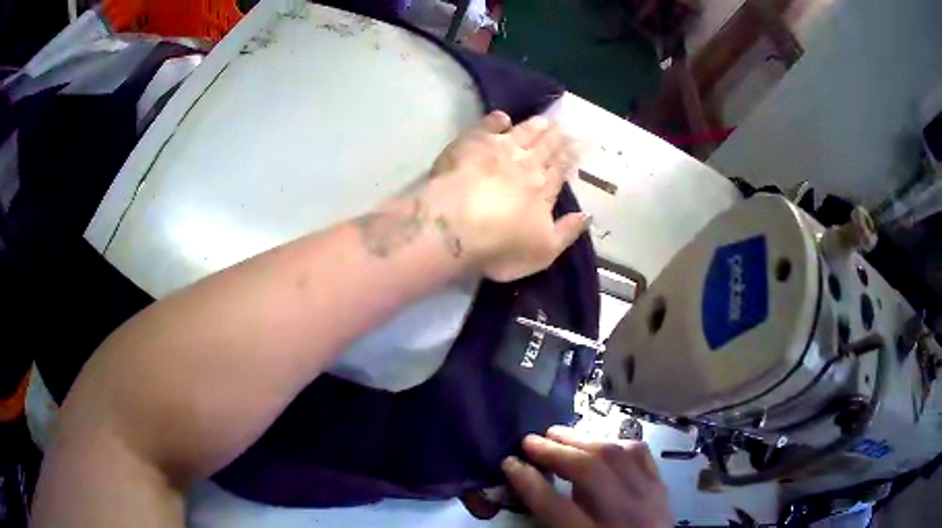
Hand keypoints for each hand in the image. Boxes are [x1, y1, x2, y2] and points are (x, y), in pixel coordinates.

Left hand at [428, 111, 588, 281]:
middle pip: (544, 148)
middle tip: (562, 127)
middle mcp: (526, 165)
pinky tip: (502, 117)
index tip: (573, 148)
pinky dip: (497, 120)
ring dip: (534, 126)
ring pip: (522, 133)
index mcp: (543, 190)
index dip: (567, 159)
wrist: (458, 227)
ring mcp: (499, 150)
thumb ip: (567, 232)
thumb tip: (586, 215)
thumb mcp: (544, 251)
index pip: (559, 170)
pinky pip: (489, 125)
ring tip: (543, 120)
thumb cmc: (502, 246)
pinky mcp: (472, 142)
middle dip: (555, 138)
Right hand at [502, 426, 671, 527]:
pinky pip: (640, 455)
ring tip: (558, 434)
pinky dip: (616, 443)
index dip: (529, 482)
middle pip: (589, 472)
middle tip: (530, 440)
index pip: (556, 506)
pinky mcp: (662, 487)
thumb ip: (554, 521)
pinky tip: (597, 441)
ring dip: (583, 439)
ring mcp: (649, 498)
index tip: (510, 463)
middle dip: (555, 452)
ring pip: (616, 456)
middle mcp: (624, 516)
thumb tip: (529, 485)